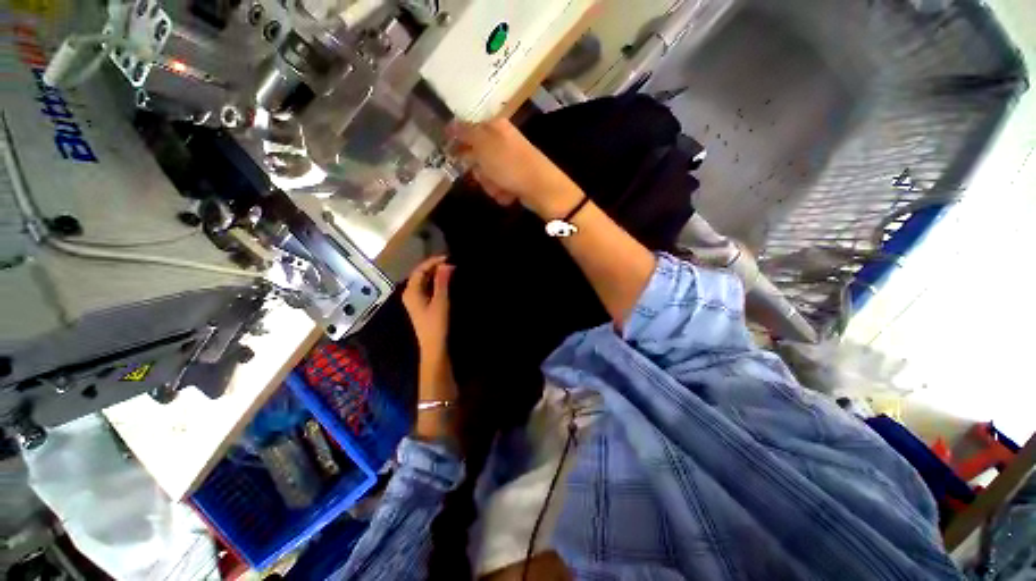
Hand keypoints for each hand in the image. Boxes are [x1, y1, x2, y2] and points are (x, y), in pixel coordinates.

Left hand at [402, 255, 457, 400]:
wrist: (433, 346)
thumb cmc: (436, 324)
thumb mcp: (441, 301)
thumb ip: (442, 282)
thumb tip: (446, 264)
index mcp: (411, 291)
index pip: (420, 270)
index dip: (433, 261)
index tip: (448, 257)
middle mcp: (409, 293)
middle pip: (420, 274)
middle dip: (434, 267)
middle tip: (450, 262)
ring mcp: (414, 300)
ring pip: (423, 281)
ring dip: (435, 274)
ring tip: (449, 269)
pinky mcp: (420, 305)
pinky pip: (426, 288)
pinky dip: (435, 282)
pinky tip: (445, 281)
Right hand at [448, 119, 582, 217]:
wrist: (540, 188)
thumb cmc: (510, 164)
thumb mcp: (483, 145)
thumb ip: (465, 133)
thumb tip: (451, 123)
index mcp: (495, 127)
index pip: (469, 130)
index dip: (459, 143)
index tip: (452, 155)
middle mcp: (503, 141)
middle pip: (477, 157)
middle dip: (479, 170)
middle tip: (485, 174)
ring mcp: (510, 161)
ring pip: (487, 174)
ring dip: (490, 184)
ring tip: (500, 187)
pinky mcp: (516, 178)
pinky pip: (499, 186)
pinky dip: (501, 191)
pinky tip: (508, 194)